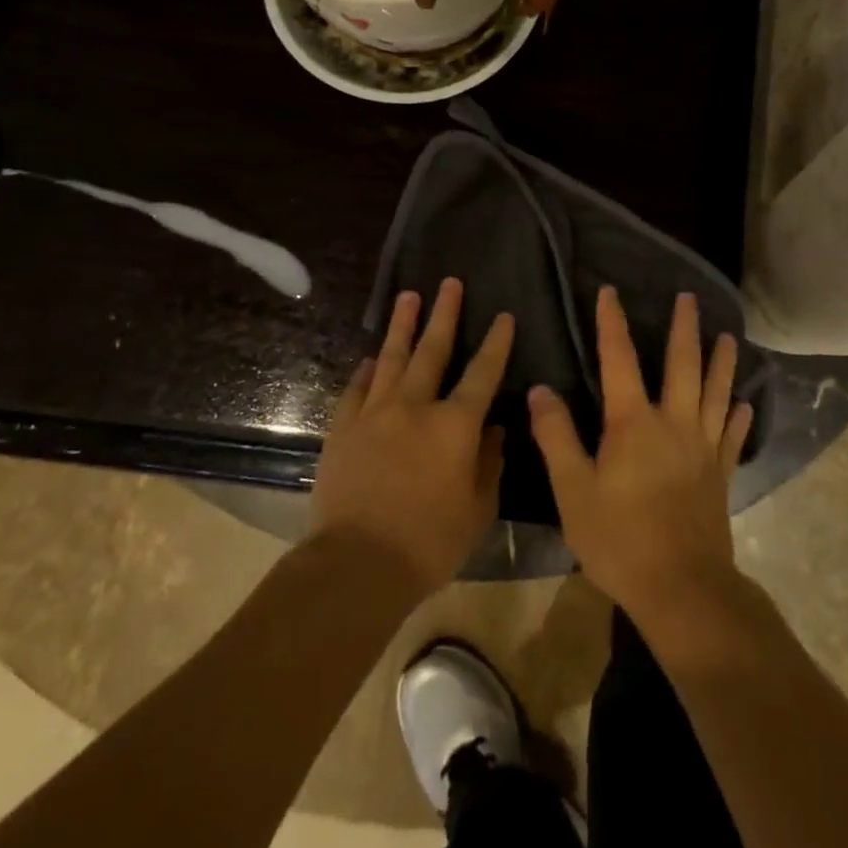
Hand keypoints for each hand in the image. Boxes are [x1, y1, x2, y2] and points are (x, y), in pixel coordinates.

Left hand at [311, 278, 513, 593]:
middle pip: (432, 350)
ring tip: (408, 297)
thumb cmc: (430, 542)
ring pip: (390, 358)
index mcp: (455, 425)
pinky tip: (369, 359)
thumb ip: (489, 463)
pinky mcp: (343, 429)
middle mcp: (415, 406)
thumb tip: (492, 430)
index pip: (483, 373)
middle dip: (444, 314)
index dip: (496, 342)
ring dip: (402, 325)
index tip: (504, 316)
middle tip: (449, 283)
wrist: (357, 565)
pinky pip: (356, 389)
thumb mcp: (478, 509)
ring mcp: (374, 414)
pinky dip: (365, 371)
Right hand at [528, 288, 752, 626]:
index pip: (619, 359)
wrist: (681, 587)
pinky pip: (733, 437)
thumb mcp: (573, 490)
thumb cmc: (620, 539)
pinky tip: (744, 406)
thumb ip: (556, 437)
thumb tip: (540, 391)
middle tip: (689, 298)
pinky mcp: (721, 474)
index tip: (610, 291)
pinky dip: (738, 417)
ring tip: (728, 337)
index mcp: (634, 423)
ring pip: (716, 393)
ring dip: (721, 363)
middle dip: (684, 328)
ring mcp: (703, 448)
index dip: (612, 323)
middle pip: (683, 365)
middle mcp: (674, 423)